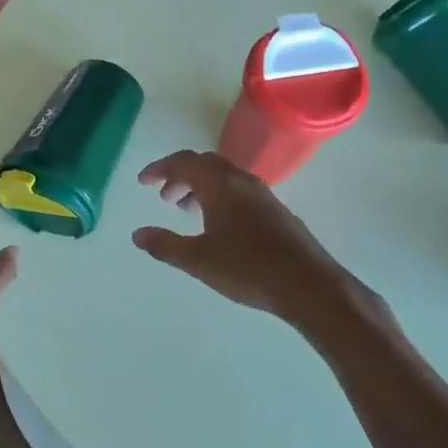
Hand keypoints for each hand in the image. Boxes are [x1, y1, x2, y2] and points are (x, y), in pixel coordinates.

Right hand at [133, 151, 392, 333]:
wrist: (309, 285)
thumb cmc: (248, 268)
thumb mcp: (198, 260)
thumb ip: (165, 245)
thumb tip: (138, 234)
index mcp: (220, 185)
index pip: (184, 162)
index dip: (160, 169)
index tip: (143, 181)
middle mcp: (242, 182)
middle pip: (205, 165)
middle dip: (181, 176)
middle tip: (164, 197)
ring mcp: (263, 196)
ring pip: (224, 179)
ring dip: (201, 187)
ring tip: (186, 211)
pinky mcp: (276, 212)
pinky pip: (239, 192)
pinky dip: (219, 198)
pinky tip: (218, 226)